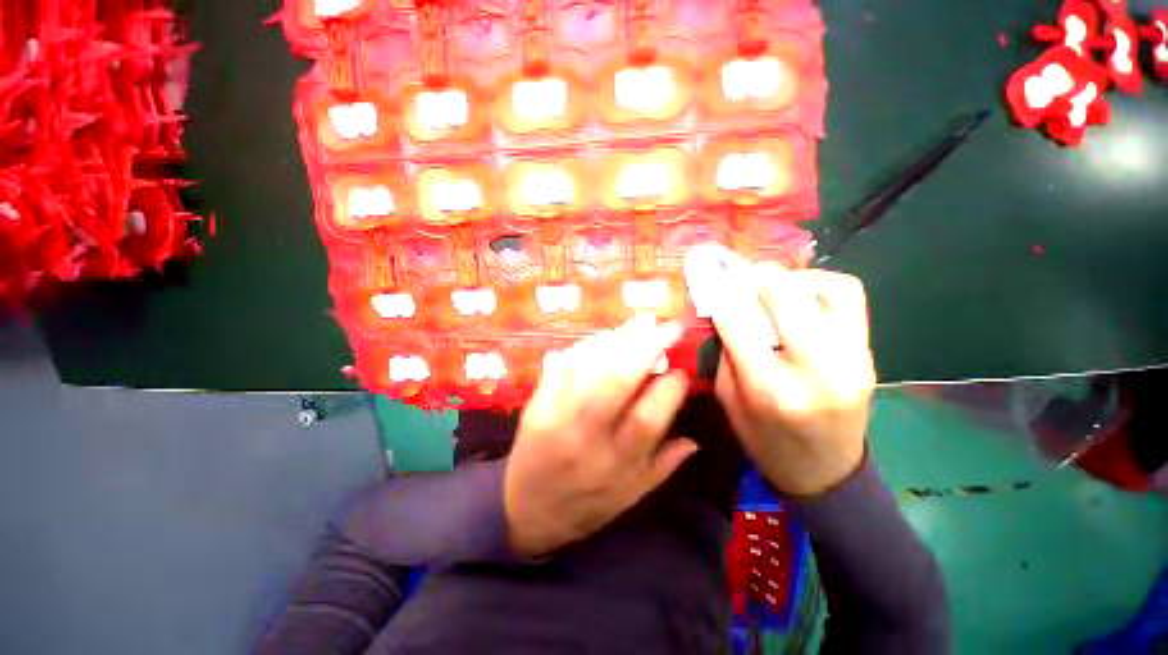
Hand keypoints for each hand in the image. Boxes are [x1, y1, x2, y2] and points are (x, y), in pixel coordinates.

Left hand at [504, 316, 697, 557]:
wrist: (523, 509)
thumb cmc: (584, 505)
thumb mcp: (630, 497)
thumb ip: (663, 467)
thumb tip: (694, 440)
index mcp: (617, 463)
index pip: (649, 417)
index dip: (670, 388)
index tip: (681, 370)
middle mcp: (588, 436)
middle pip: (617, 381)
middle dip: (647, 347)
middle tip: (668, 326)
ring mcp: (558, 416)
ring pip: (590, 367)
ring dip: (618, 340)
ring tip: (640, 323)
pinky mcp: (538, 403)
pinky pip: (563, 367)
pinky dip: (585, 347)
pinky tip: (603, 336)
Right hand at [700, 253, 875, 496]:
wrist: (825, 473)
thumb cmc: (764, 441)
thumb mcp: (728, 399)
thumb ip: (727, 351)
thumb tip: (726, 306)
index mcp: (769, 388)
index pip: (738, 320)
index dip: (720, 291)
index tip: (709, 275)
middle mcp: (815, 369)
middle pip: (787, 294)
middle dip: (756, 274)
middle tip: (739, 272)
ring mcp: (852, 359)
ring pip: (829, 287)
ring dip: (794, 276)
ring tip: (772, 284)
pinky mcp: (869, 354)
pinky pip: (850, 299)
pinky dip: (821, 285)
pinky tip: (801, 295)